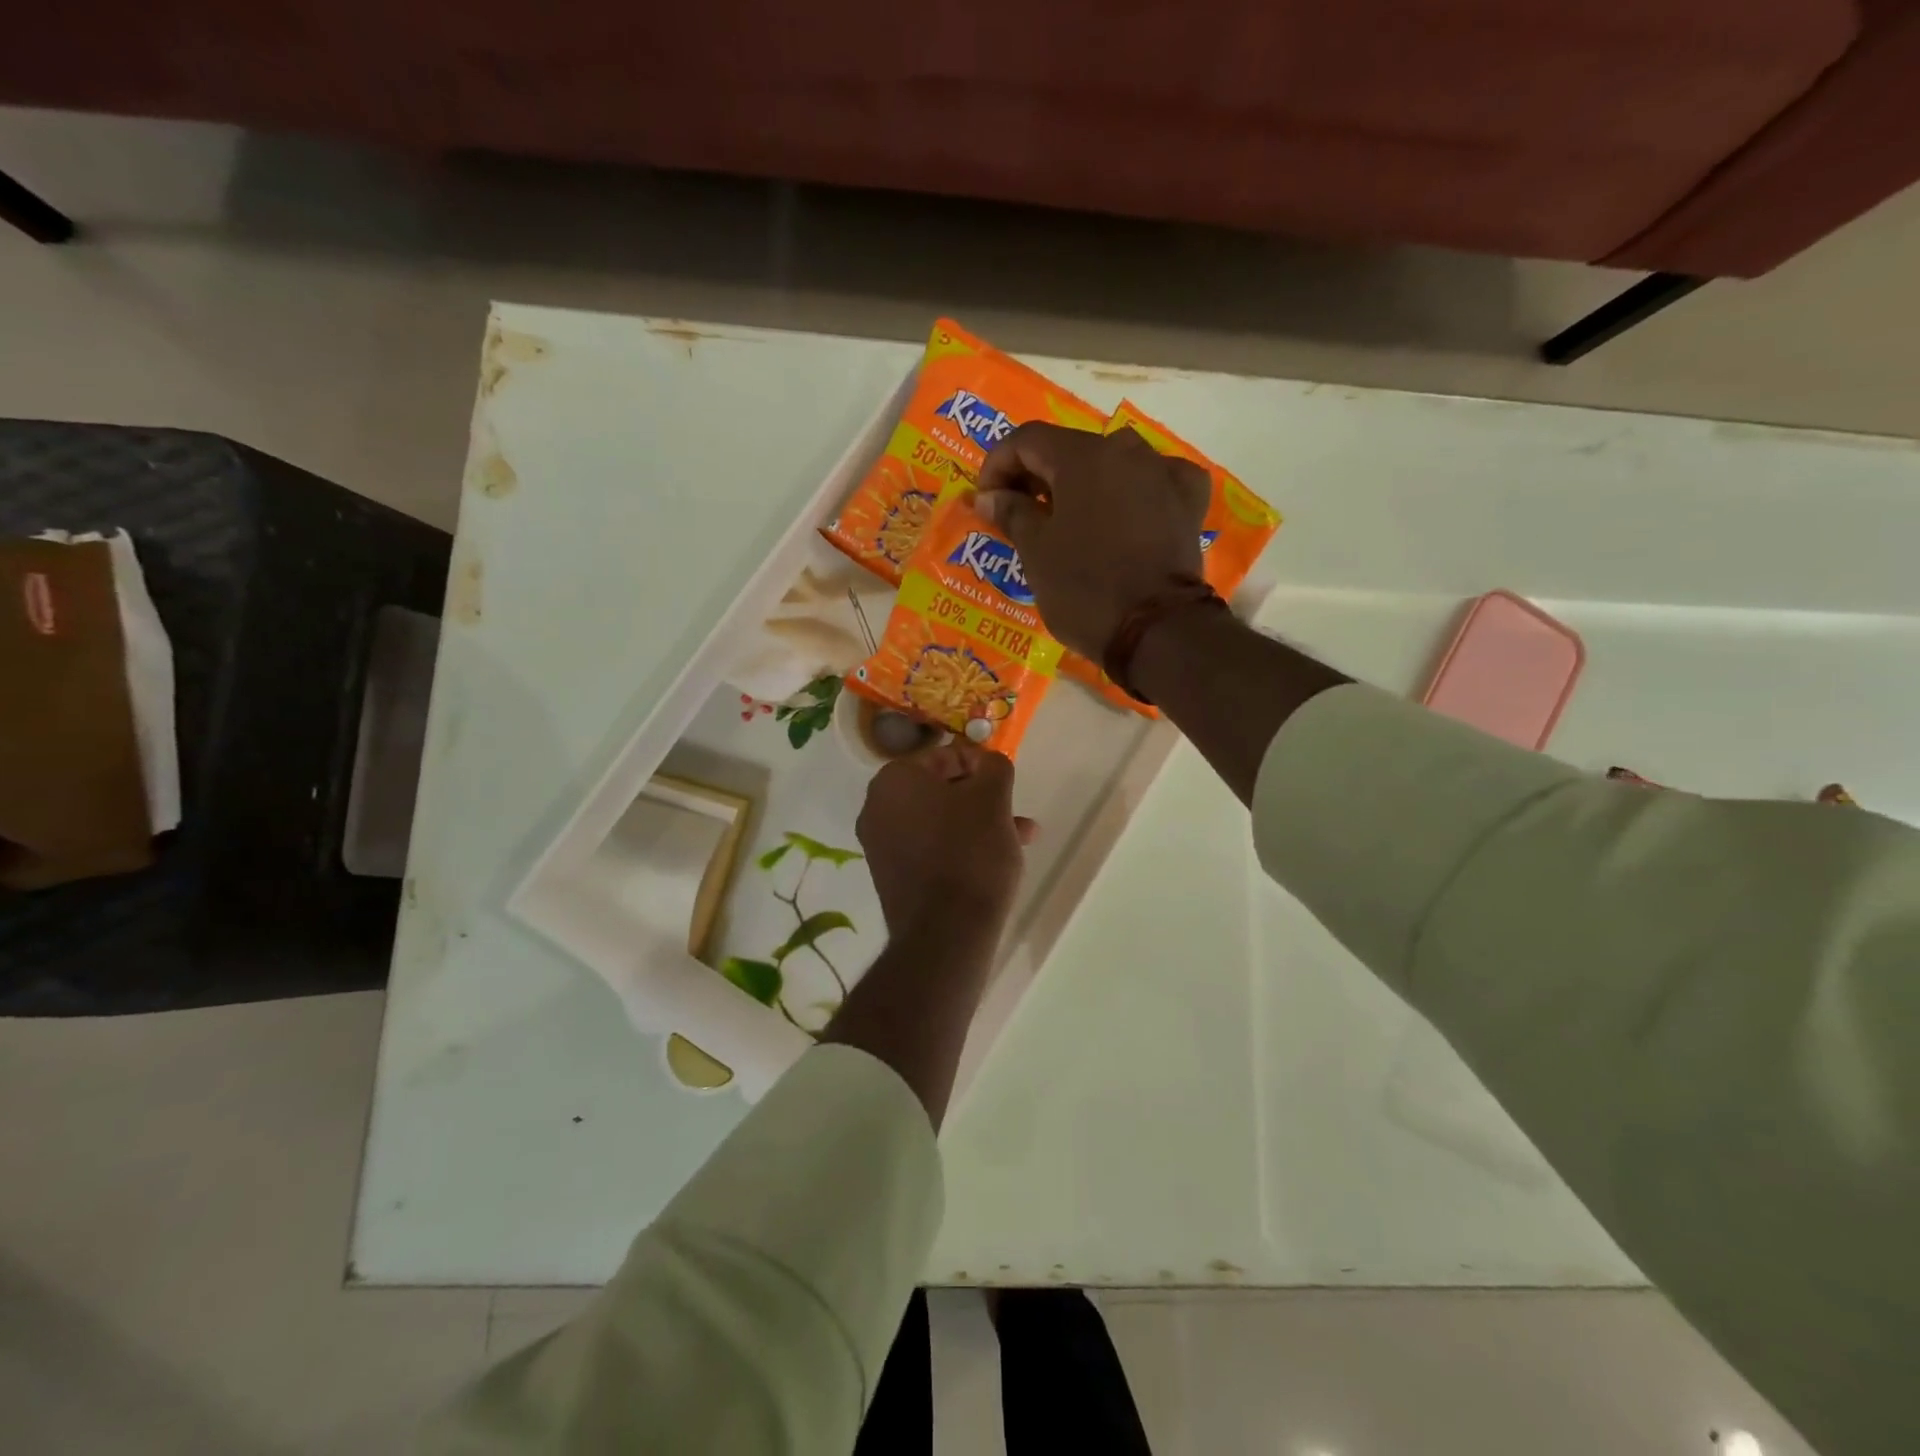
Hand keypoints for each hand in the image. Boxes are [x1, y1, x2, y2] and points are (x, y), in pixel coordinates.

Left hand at [856, 742, 1036, 942]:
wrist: (946, 932)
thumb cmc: (971, 851)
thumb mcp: (993, 797)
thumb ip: (994, 766)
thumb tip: (988, 760)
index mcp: (894, 779)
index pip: (944, 755)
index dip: (980, 765)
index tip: (1005, 783)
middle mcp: (876, 807)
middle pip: (940, 790)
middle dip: (982, 799)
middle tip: (1014, 813)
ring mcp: (880, 844)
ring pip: (939, 821)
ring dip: (978, 824)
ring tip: (1019, 839)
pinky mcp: (891, 876)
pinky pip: (929, 848)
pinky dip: (959, 847)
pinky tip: (994, 862)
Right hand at [974, 423, 1210, 658]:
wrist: (1156, 630)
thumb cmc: (1084, 589)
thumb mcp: (1035, 553)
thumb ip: (1011, 513)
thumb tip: (989, 495)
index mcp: (1082, 456)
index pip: (1026, 440)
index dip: (997, 465)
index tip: (986, 500)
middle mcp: (1126, 450)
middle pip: (1069, 449)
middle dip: (1037, 476)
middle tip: (1018, 513)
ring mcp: (1163, 473)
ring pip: (1112, 463)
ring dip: (1082, 483)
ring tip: (1066, 518)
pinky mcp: (1188, 502)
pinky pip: (1154, 482)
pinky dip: (1133, 492)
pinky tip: (1126, 512)